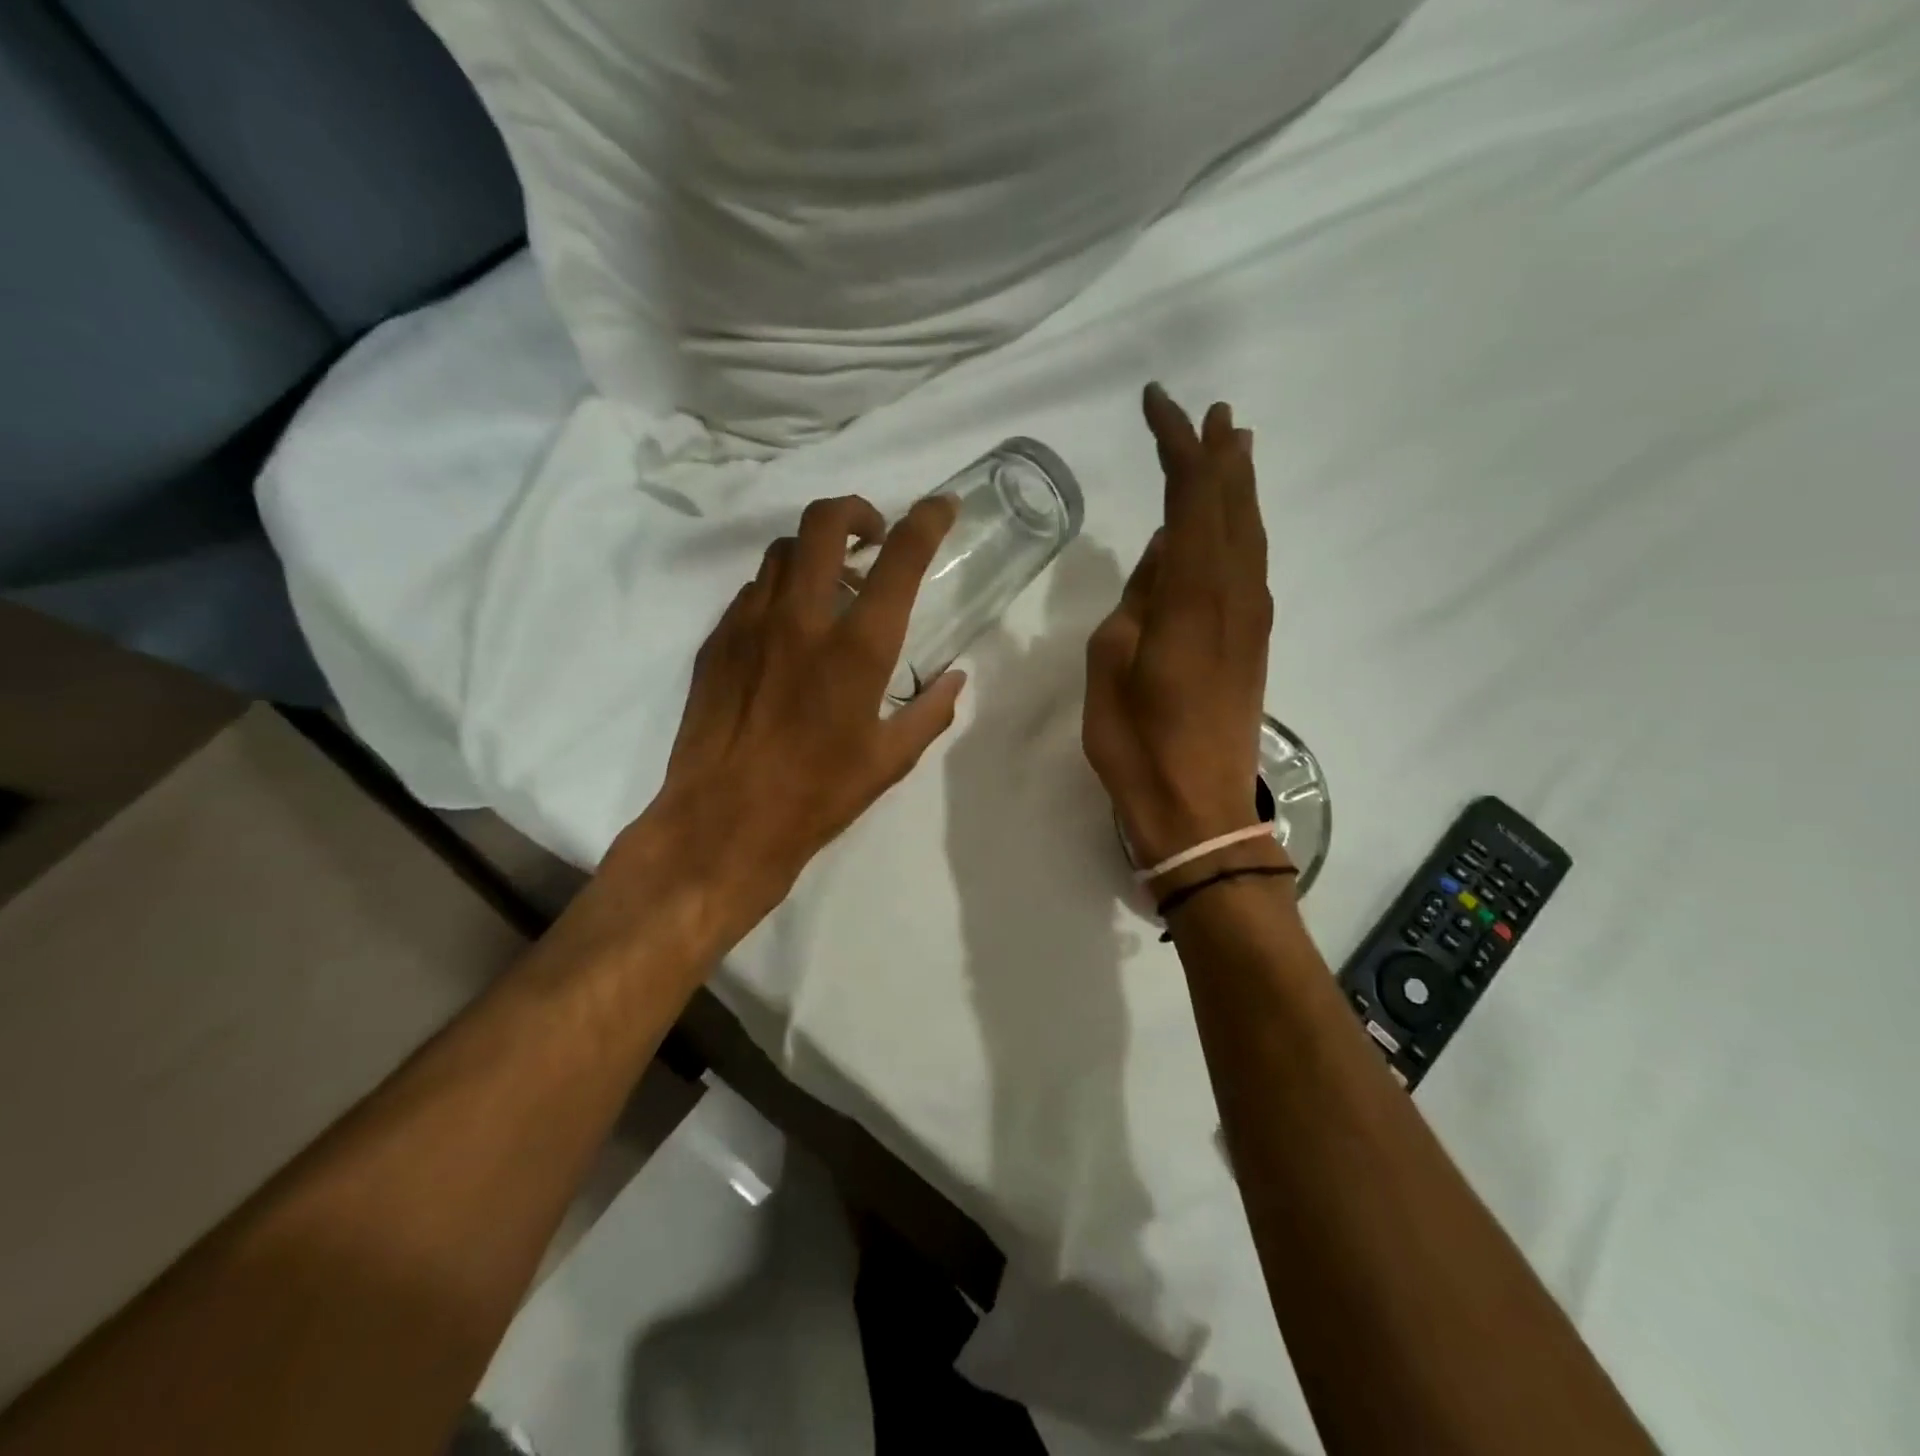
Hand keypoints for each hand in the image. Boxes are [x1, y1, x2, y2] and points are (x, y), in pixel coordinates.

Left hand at [606, 494, 964, 945]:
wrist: (722, 822)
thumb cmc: (817, 795)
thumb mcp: (890, 760)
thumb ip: (930, 711)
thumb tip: (954, 678)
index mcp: (858, 648)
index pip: (900, 558)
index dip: (927, 519)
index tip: (942, 506)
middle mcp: (803, 618)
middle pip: (824, 522)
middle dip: (856, 511)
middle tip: (872, 536)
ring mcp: (751, 623)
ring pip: (784, 551)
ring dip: (816, 552)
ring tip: (832, 586)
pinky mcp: (716, 640)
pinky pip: (753, 591)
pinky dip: (781, 592)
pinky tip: (788, 630)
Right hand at [1084, 384, 1275, 869]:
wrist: (1199, 809)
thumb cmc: (1138, 744)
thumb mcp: (1110, 667)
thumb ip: (1137, 602)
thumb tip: (1165, 554)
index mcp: (1192, 598)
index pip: (1191, 499)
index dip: (1178, 446)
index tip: (1158, 405)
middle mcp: (1234, 597)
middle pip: (1232, 507)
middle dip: (1219, 455)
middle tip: (1212, 413)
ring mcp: (1250, 620)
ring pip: (1250, 534)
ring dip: (1239, 488)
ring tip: (1232, 449)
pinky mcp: (1253, 643)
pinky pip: (1251, 565)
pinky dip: (1243, 529)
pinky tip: (1232, 526)